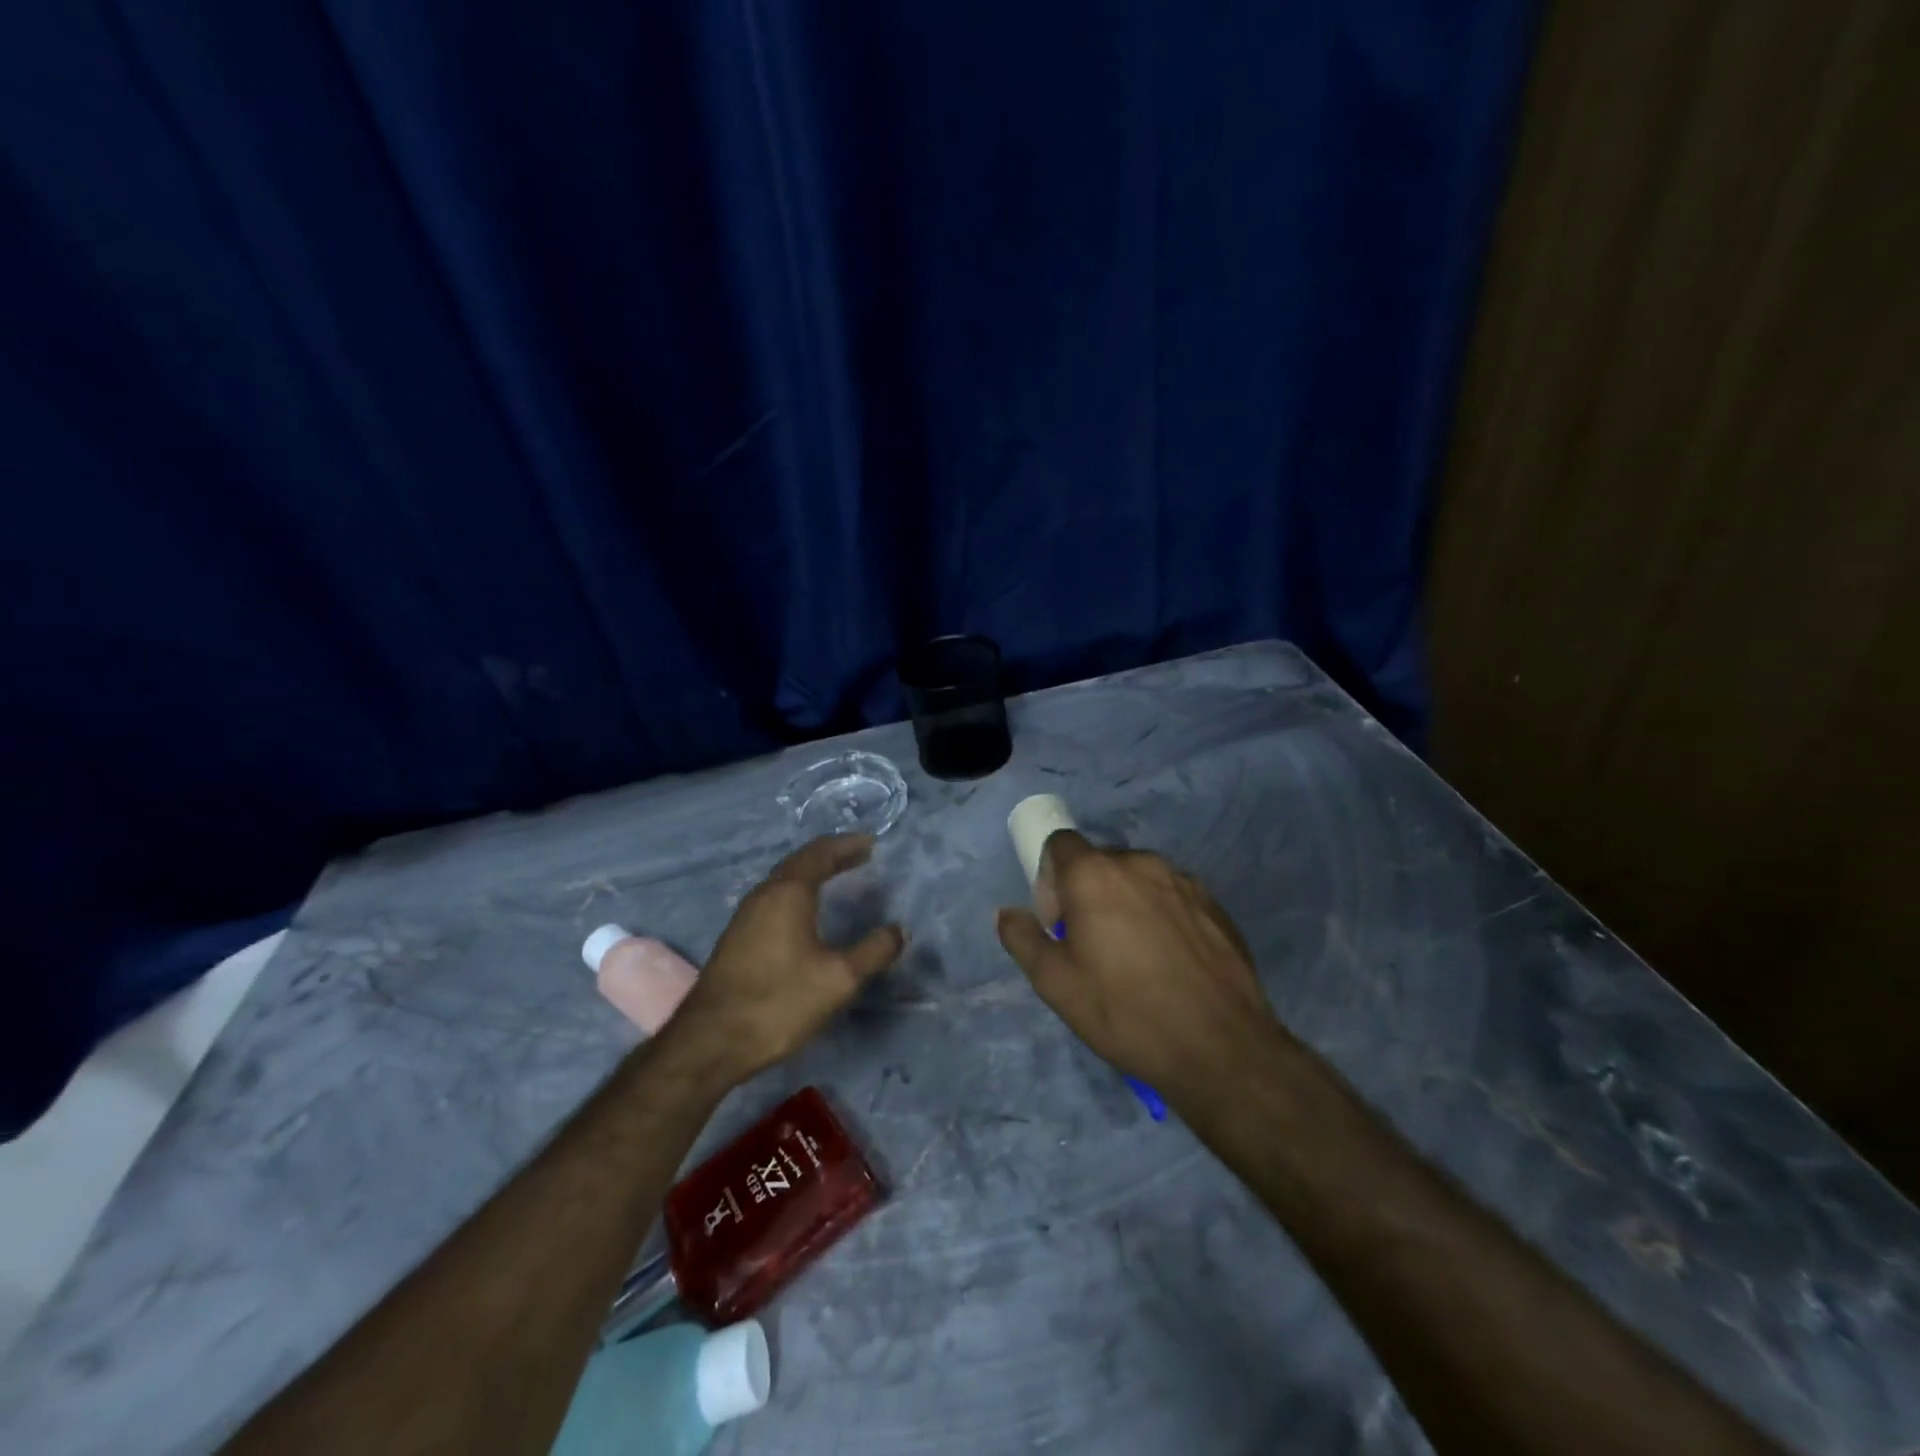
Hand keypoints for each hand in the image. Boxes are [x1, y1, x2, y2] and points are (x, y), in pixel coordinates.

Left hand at [668, 835, 904, 1085]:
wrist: (711, 1041)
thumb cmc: (779, 1001)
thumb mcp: (839, 979)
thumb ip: (873, 951)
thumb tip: (898, 930)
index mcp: (788, 893)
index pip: (820, 853)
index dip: (847, 846)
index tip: (871, 843)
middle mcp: (764, 895)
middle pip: (800, 862)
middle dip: (831, 856)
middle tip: (860, 856)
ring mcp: (745, 916)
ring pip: (784, 881)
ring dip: (813, 874)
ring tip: (838, 878)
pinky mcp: (737, 938)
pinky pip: (774, 899)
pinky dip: (798, 893)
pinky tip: (806, 913)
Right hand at [995, 832, 1284, 1099]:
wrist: (1219, 1046)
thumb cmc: (1124, 1011)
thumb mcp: (1056, 984)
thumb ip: (1022, 939)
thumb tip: (1007, 913)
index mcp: (1095, 874)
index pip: (1059, 843)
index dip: (1050, 878)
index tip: (1059, 923)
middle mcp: (1140, 862)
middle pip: (1100, 862)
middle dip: (1088, 892)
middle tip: (1093, 945)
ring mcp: (1184, 880)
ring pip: (1139, 879)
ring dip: (1126, 902)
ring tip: (1135, 956)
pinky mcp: (1215, 904)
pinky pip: (1173, 897)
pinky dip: (1162, 915)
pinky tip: (1170, 963)